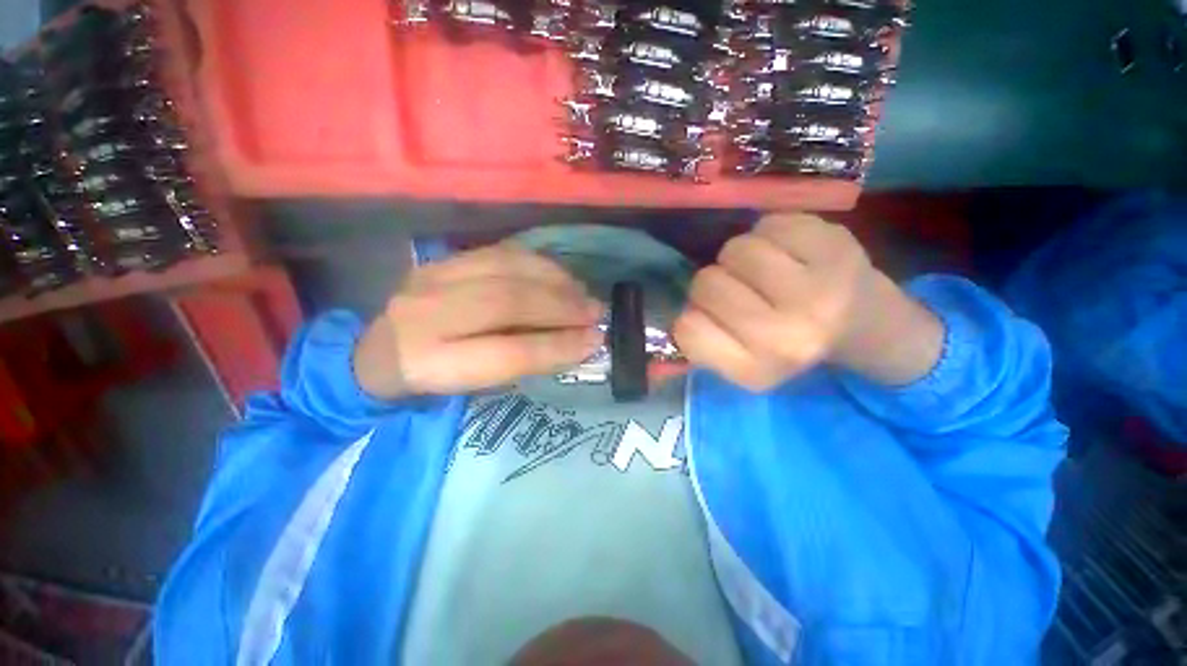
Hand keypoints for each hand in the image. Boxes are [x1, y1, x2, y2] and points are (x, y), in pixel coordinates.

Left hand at [353, 244, 603, 398]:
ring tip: (583, 293)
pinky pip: (500, 253)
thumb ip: (521, 364)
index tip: (594, 341)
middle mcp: (425, 316)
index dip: (556, 346)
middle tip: (596, 313)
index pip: (506, 353)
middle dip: (561, 307)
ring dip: (555, 281)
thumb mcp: (475, 387)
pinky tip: (559, 275)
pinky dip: (538, 264)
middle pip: (506, 302)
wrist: (377, 350)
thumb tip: (578, 342)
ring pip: (505, 270)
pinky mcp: (442, 260)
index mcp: (428, 364)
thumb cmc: (434, 380)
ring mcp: (431, 278)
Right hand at [673, 213, 943, 390]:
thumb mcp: (741, 365)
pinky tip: (788, 252)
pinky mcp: (838, 245)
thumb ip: (705, 342)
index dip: (693, 315)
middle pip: (706, 283)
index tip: (715, 317)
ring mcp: (818, 288)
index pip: (687, 328)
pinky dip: (769, 234)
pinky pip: (769, 224)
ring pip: (734, 250)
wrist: (869, 326)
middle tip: (741, 290)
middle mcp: (789, 335)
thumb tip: (685, 307)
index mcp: (758, 370)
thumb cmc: (792, 345)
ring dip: (740, 257)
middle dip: (715, 282)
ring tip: (764, 270)